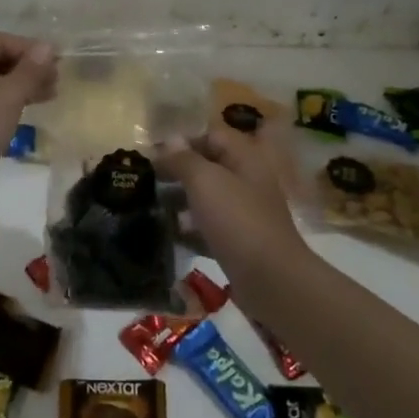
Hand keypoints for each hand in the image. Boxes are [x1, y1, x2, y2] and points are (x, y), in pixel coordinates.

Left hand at [0, 33, 56, 192]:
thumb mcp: (6, 97)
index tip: (56, 61)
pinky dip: (7, 103)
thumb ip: (29, 70)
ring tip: (50, 95)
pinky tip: (28, 112)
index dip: (28, 47)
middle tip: (56, 79)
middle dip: (26, 67)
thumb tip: (48, 47)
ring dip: (20, 86)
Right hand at [157, 129, 306, 284]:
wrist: (272, 281)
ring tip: (150, 207)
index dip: (182, 142)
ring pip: (207, 200)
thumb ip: (184, 159)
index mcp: (245, 159)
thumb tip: (169, 140)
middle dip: (177, 173)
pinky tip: (168, 236)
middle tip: (146, 181)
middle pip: (208, 168)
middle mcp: (247, 182)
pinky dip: (190, 231)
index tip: (152, 154)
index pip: (211, 137)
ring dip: (180, 202)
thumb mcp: (205, 180)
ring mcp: (245, 215)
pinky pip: (209, 229)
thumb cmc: (237, 220)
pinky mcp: (239, 244)